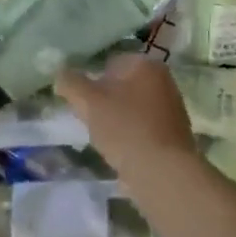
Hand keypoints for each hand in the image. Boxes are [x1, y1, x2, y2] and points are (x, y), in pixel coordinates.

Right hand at [55, 54, 196, 170]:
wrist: (163, 173)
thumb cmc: (125, 128)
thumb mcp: (88, 101)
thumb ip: (70, 83)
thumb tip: (60, 75)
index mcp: (146, 65)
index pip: (110, 63)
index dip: (92, 81)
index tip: (83, 102)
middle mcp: (164, 81)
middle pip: (122, 86)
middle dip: (105, 101)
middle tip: (91, 120)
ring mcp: (173, 108)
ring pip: (133, 108)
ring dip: (117, 119)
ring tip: (105, 139)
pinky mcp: (175, 135)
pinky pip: (144, 128)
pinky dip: (132, 136)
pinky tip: (122, 152)